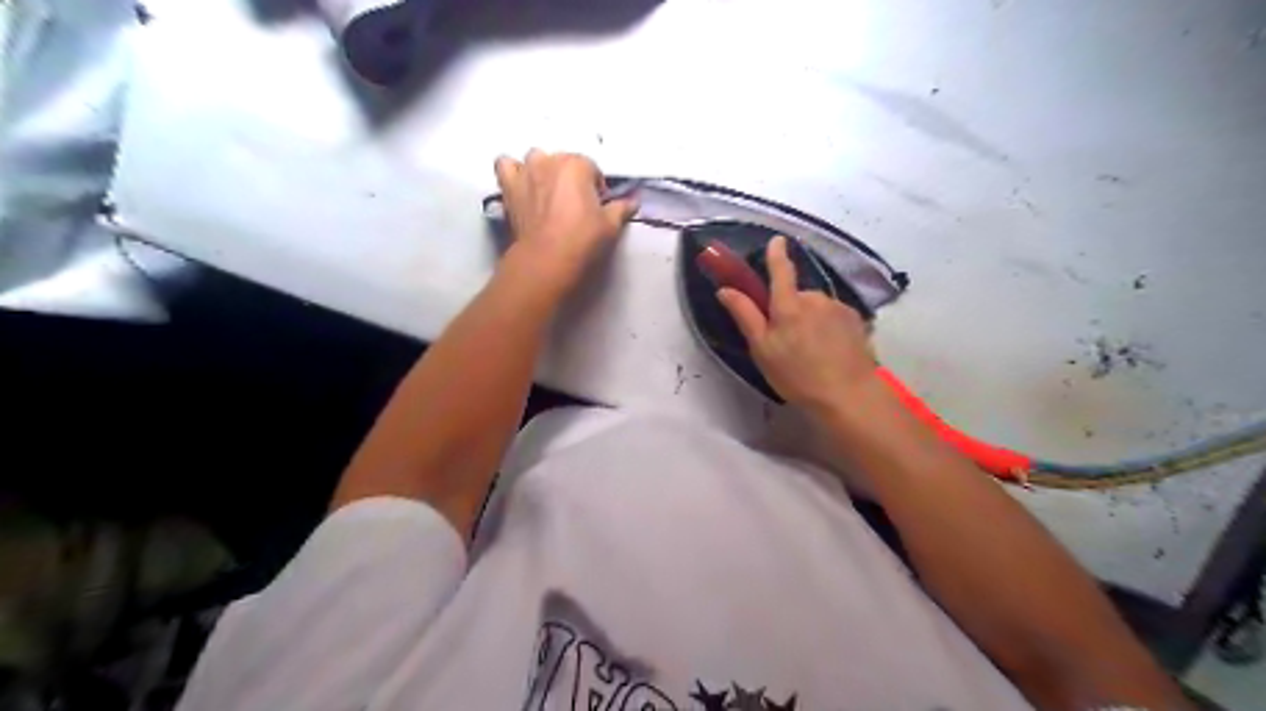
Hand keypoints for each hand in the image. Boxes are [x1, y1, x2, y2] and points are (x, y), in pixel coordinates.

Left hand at [490, 149, 632, 294]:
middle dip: (571, 179)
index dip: (596, 188)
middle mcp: (550, 161)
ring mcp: (526, 171)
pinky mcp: (508, 186)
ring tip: (549, 193)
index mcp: (577, 165)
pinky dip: (514, 171)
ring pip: (536, 159)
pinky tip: (522, 185)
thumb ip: (621, 208)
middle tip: (576, 205)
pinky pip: (506, 165)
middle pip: (564, 162)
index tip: (596, 207)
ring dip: (543, 170)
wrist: (547, 259)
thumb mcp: (610, 225)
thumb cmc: (582, 239)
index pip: (592, 169)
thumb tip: (633, 202)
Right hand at [710, 236, 881, 413]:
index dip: (776, 254)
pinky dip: (829, 327)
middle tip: (787, 341)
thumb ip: (745, 316)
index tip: (776, 240)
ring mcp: (839, 308)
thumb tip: (725, 290)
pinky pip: (835, 316)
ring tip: (812, 351)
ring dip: (811, 320)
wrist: (848, 395)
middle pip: (797, 296)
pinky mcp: (856, 320)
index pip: (780, 271)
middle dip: (791, 309)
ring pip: (817, 307)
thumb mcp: (762, 350)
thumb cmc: (797, 375)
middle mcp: (815, 299)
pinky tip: (830, 351)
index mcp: (789, 305)